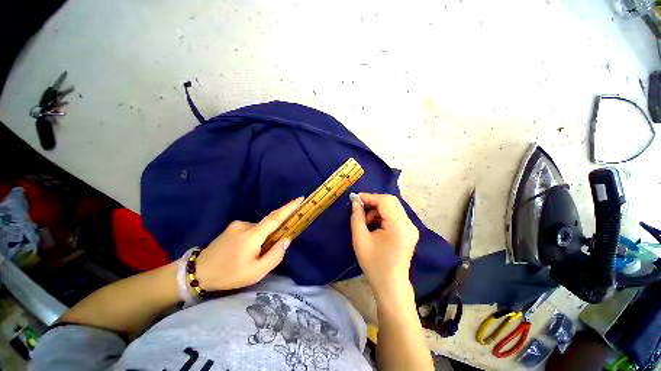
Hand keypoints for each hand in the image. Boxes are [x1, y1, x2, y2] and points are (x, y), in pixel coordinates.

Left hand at [195, 197, 303, 290]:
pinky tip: (247, 250)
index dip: (289, 207)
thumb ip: (275, 256)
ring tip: (254, 255)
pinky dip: (256, 236)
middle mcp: (245, 225)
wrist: (198, 272)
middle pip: (269, 223)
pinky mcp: (232, 226)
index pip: (275, 218)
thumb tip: (286, 239)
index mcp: (252, 236)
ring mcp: (237, 224)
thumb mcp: (255, 273)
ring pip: (260, 228)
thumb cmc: (229, 274)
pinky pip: (252, 229)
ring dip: (264, 237)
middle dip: (277, 229)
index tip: (300, 199)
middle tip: (273, 246)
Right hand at [350, 193, 419, 300]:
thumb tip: (355, 202)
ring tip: (366, 220)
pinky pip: (395, 215)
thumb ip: (357, 217)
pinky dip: (383, 215)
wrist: (390, 285)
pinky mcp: (409, 231)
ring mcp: (411, 228)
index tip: (356, 199)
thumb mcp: (360, 239)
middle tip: (360, 207)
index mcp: (398, 226)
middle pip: (391, 201)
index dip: (369, 197)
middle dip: (373, 201)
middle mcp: (408, 224)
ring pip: (393, 207)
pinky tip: (374, 224)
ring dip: (378, 209)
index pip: (385, 201)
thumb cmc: (374, 264)